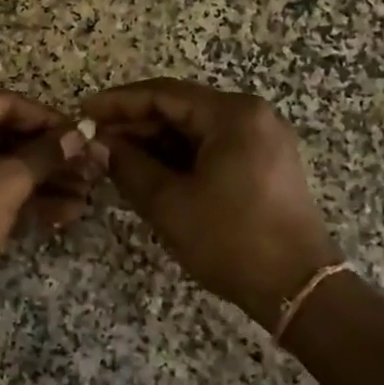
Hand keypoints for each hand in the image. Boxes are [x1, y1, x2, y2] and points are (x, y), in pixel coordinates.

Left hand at [0, 90, 104, 322]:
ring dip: (40, 181)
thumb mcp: (6, 183)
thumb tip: (80, 133)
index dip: (51, 122)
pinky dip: (16, 197)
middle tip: (89, 172)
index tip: (84, 138)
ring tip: (83, 198)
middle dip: (49, 158)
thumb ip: (45, 155)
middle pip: (5, 135)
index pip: (9, 104)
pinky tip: (58, 215)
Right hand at [83, 79, 339, 330]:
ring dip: (155, 142)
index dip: (119, 103)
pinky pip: (212, 147)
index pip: (163, 95)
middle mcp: (252, 115)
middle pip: (181, 108)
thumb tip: (98, 145)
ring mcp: (262, 139)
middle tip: (96, 140)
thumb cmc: (231, 240)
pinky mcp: (265, 162)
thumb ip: (128, 166)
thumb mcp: (169, 203)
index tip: (84, 112)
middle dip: (135, 124)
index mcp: (233, 115)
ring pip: (195, 129)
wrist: (298, 290)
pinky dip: (180, 157)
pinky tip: (149, 171)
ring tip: (115, 158)